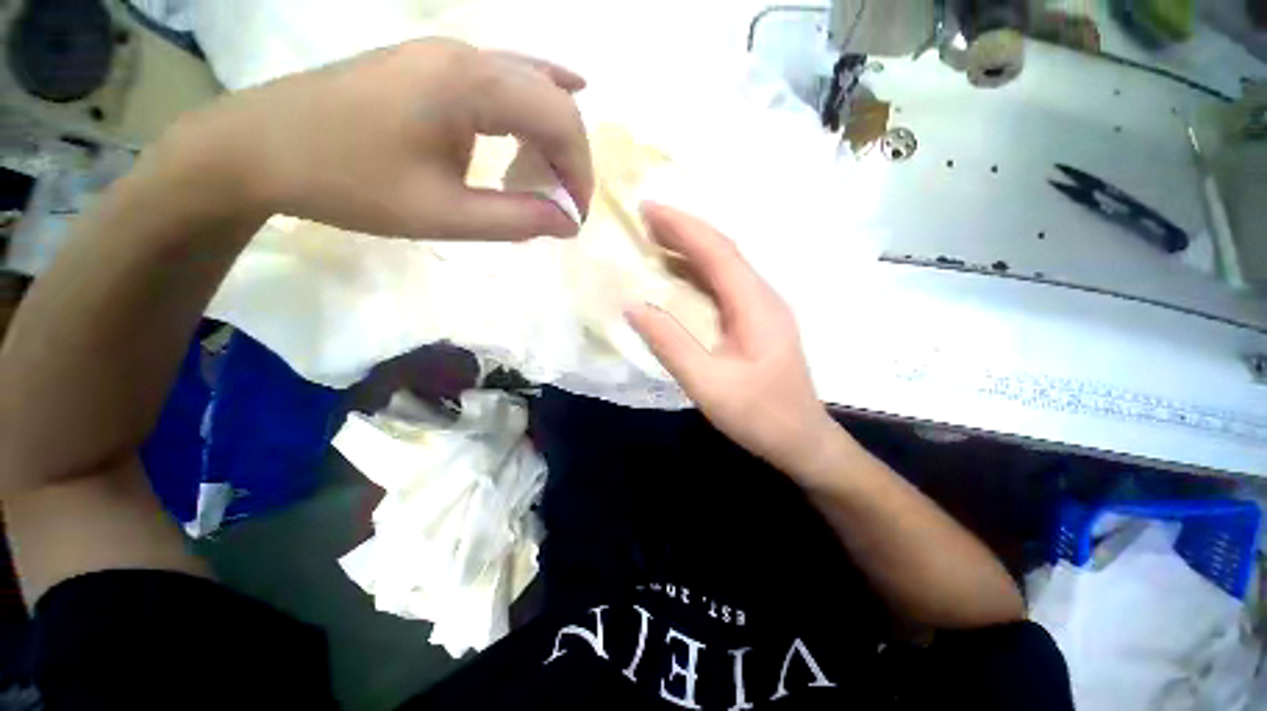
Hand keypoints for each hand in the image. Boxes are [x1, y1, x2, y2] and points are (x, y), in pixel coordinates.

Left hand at [169, 38, 592, 240]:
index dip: (579, 173)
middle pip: (551, 99)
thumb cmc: (350, 183)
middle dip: (571, 156)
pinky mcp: (431, 63)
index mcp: (470, 84)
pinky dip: (538, 94)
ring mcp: (445, 53)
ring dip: (552, 134)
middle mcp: (466, 54)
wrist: (259, 148)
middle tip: (565, 204)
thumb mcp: (443, 215)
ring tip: (551, 177)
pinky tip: (563, 89)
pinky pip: (505, 74)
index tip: (574, 217)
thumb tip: (569, 223)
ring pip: (529, 85)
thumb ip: (517, 219)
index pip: (559, 121)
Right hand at [626, 204, 843, 476]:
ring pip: (725, 266)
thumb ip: (671, 344)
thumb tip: (633, 307)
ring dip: (691, 248)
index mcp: (755, 305)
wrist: (802, 440)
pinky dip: (699, 272)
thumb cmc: (759, 415)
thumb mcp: (708, 384)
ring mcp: (762, 308)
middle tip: (646, 218)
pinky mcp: (757, 321)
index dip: (682, 226)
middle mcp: (762, 296)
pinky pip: (725, 285)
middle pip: (723, 251)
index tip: (648, 209)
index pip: (717, 251)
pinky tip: (680, 275)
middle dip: (684, 230)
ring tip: (656, 239)